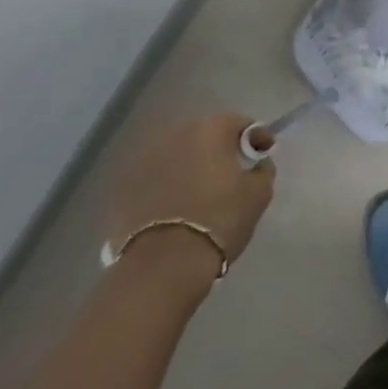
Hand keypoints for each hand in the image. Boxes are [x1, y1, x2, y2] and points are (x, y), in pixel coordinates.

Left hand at [108, 112, 275, 274]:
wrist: (163, 265)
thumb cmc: (219, 221)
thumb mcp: (258, 195)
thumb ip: (262, 171)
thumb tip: (258, 164)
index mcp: (209, 129)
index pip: (239, 123)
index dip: (256, 136)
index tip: (263, 154)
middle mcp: (175, 135)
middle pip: (205, 136)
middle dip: (219, 149)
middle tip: (232, 173)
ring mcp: (145, 160)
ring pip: (177, 156)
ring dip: (190, 166)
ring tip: (200, 193)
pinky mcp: (124, 187)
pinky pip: (155, 178)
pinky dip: (166, 186)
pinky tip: (175, 209)